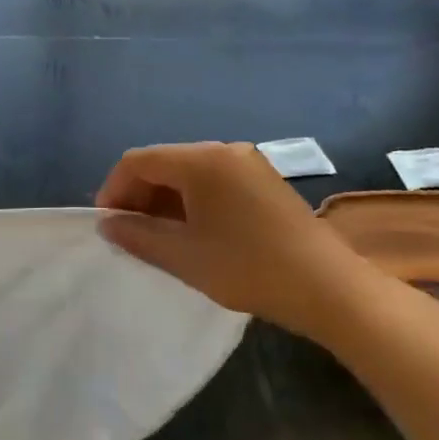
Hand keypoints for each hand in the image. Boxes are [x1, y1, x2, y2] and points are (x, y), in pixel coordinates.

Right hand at [95, 142, 381, 341]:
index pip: (137, 161)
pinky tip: (195, 233)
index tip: (108, 225)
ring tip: (160, 238)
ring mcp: (247, 163)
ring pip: (188, 173)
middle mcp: (222, 150)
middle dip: (139, 195)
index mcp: (200, 160)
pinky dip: (192, 201)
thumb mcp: (183, 256)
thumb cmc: (249, 268)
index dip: (114, 190)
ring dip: (165, 200)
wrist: (331, 289)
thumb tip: (107, 224)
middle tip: (131, 234)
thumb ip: (137, 235)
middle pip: (163, 163)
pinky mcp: (264, 180)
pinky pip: (213, 181)